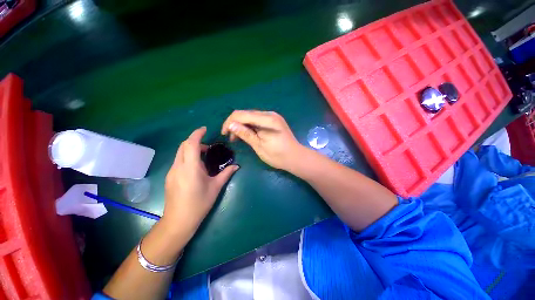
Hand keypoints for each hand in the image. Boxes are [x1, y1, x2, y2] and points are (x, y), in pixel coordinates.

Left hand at [162, 127, 238, 236]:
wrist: (178, 221)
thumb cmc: (199, 203)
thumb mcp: (215, 187)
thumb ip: (226, 174)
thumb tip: (236, 166)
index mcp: (190, 168)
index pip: (191, 144)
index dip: (197, 134)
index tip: (205, 129)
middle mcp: (178, 166)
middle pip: (183, 145)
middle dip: (195, 141)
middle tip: (208, 147)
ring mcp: (172, 172)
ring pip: (180, 153)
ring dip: (191, 149)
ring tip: (204, 157)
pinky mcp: (170, 177)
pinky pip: (179, 161)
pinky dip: (187, 157)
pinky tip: (196, 168)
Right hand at [221, 110, 303, 171]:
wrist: (295, 157)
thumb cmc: (278, 155)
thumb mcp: (259, 146)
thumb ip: (245, 133)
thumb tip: (230, 125)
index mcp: (267, 119)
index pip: (242, 114)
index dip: (230, 122)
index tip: (224, 133)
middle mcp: (269, 114)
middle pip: (246, 114)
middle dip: (235, 124)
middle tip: (231, 137)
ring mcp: (273, 117)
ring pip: (251, 117)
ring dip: (242, 125)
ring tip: (237, 138)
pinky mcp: (274, 121)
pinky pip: (258, 120)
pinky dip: (250, 126)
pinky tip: (247, 134)